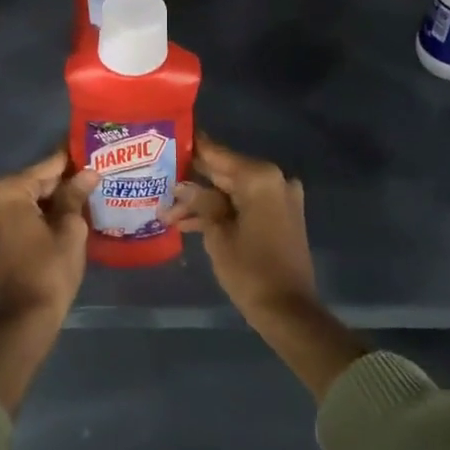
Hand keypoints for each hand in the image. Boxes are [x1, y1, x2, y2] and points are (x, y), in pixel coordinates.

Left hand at [0, 148, 95, 324]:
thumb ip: (75, 195)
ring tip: (87, 191)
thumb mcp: (69, 229)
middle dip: (64, 179)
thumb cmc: (49, 270)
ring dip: (54, 198)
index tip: (92, 148)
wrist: (24, 318)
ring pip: (29, 199)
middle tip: (95, 172)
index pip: (48, 166)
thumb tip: (88, 173)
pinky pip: (20, 215)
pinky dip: (41, 213)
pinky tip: (67, 213)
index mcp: (9, 191)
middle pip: (36, 182)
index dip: (72, 158)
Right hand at [173, 134, 364, 400]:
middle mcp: (274, 180)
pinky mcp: (280, 217)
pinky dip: (222, 213)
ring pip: (232, 192)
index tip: (169, 138)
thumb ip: (200, 202)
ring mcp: (279, 199)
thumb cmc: (250, 270)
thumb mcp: (217, 235)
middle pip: (225, 173)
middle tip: (160, 180)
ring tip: (167, 214)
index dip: (193, 148)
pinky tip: (188, 223)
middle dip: (193, 181)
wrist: (289, 312)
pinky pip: (245, 205)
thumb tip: (182, 185)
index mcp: (260, 178)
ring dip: (203, 203)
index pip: (218, 154)